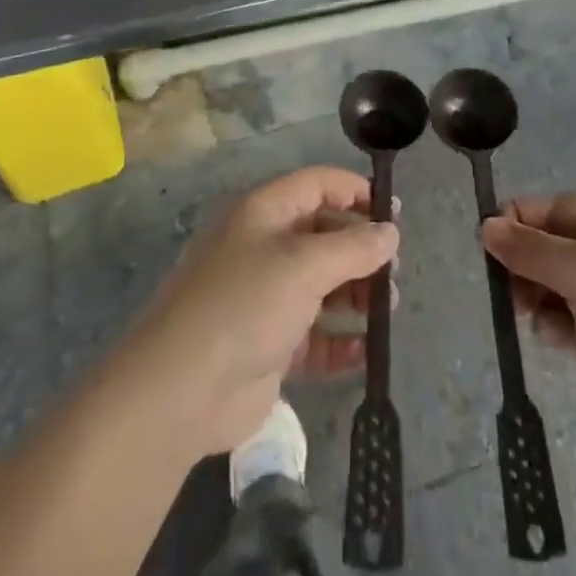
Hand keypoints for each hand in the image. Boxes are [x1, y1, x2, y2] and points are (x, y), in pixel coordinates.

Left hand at [119, 167, 398, 456]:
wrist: (180, 390)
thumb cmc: (244, 305)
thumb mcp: (304, 265)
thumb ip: (354, 247)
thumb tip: (390, 231)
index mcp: (263, 213)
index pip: (316, 185)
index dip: (355, 191)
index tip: (394, 212)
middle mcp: (263, 248)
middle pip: (322, 235)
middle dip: (360, 249)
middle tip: (393, 270)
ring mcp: (264, 298)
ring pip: (321, 286)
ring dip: (356, 294)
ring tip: (387, 309)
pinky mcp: (267, 345)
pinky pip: (313, 336)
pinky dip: (340, 340)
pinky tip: (365, 350)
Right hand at [481, 196, 575, 460]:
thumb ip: (533, 249)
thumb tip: (486, 226)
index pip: (557, 209)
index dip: (520, 221)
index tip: (487, 242)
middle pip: (551, 246)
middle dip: (525, 263)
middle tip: (506, 287)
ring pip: (552, 284)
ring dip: (534, 296)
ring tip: (527, 313)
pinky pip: (563, 319)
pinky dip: (551, 325)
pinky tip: (554, 339)